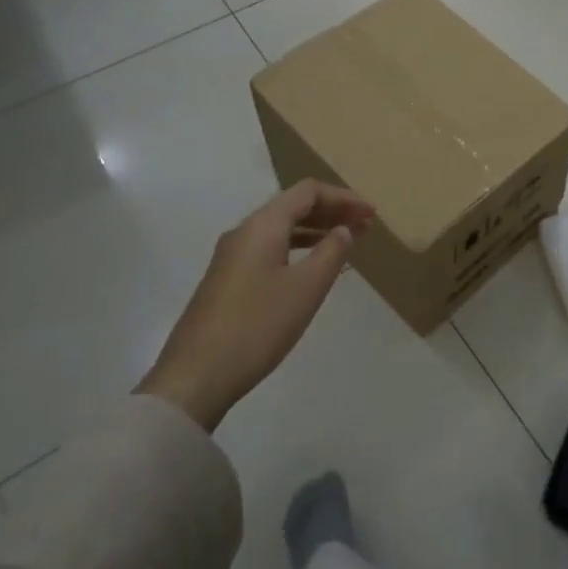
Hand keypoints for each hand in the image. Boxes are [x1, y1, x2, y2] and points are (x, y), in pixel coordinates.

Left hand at [137, 180, 374, 430]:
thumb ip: (331, 252)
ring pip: (281, 229)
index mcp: (263, 225)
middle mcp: (245, 231)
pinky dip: (299, 248)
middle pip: (294, 206)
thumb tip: (344, 229)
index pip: (308, 192)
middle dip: (332, 211)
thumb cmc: (257, 326)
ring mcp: (232, 256)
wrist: (195, 376)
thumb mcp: (306, 288)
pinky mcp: (227, 280)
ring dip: (317, 230)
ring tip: (347, 242)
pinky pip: (271, 248)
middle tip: (367, 225)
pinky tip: (313, 267)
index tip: (372, 213)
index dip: (344, 197)